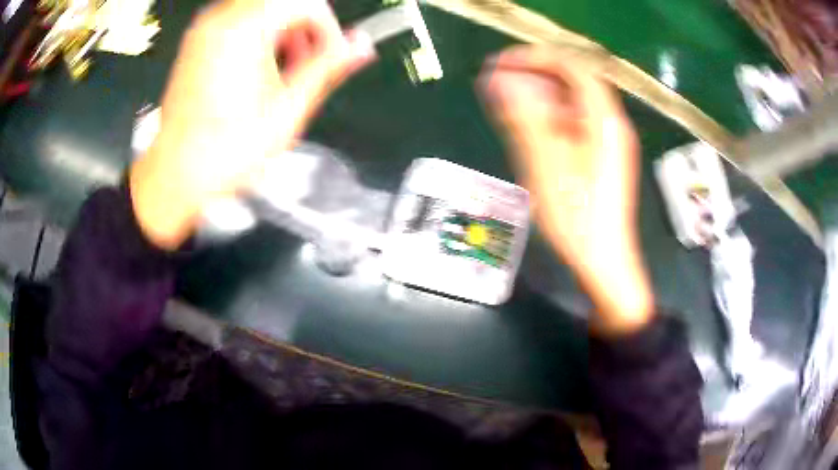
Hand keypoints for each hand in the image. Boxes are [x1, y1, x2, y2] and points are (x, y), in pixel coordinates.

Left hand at [130, 0, 375, 248]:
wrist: (177, 175)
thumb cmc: (227, 149)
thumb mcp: (289, 108)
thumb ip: (327, 68)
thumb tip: (361, 45)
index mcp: (244, 30)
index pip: (305, 2)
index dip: (327, 26)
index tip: (331, 53)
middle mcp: (220, 20)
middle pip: (280, 2)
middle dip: (303, 25)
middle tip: (307, 61)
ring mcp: (203, 30)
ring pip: (259, 8)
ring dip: (281, 29)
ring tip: (282, 68)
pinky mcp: (195, 43)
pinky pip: (236, 21)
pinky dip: (257, 34)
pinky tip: (257, 68)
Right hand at [479, 46, 653, 334]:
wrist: (604, 262)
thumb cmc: (577, 217)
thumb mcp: (547, 164)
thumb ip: (524, 117)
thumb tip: (498, 79)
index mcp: (603, 119)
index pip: (572, 67)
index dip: (536, 58)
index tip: (502, 62)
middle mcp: (609, 124)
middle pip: (573, 83)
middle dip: (534, 74)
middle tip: (497, 78)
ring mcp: (606, 142)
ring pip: (571, 104)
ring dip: (539, 95)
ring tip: (505, 99)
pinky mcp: (600, 158)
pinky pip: (573, 124)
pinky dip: (549, 117)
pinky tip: (527, 125)